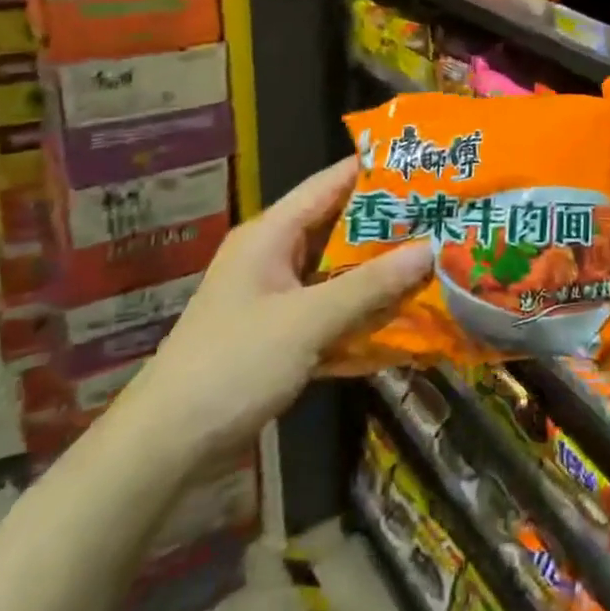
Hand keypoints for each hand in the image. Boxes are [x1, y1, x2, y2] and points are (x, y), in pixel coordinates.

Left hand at [111, 157, 431, 473]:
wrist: (165, 446)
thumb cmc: (233, 365)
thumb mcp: (307, 321)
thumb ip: (369, 285)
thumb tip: (430, 249)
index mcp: (272, 234)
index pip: (331, 183)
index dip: (376, 169)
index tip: (427, 163)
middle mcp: (274, 255)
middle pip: (340, 227)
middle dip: (389, 225)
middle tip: (444, 216)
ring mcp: (277, 296)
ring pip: (339, 271)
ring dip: (380, 271)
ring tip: (436, 260)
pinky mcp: (280, 333)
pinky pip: (332, 310)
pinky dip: (363, 311)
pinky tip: (404, 317)